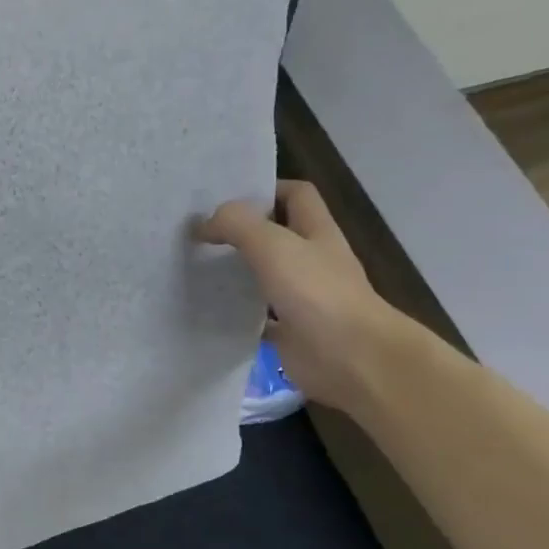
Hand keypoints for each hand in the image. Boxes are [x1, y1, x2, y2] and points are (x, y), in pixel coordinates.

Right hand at [197, 180, 413, 413]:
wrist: (351, 358)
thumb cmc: (317, 294)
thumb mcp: (273, 246)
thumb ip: (237, 226)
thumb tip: (203, 222)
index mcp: (316, 232)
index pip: (296, 195)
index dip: (266, 189)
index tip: (226, 198)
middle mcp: (312, 261)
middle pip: (277, 236)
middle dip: (242, 232)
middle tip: (200, 234)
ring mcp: (303, 298)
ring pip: (265, 277)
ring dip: (237, 273)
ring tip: (197, 270)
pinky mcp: (292, 332)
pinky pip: (260, 319)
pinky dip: (238, 316)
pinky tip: (211, 313)